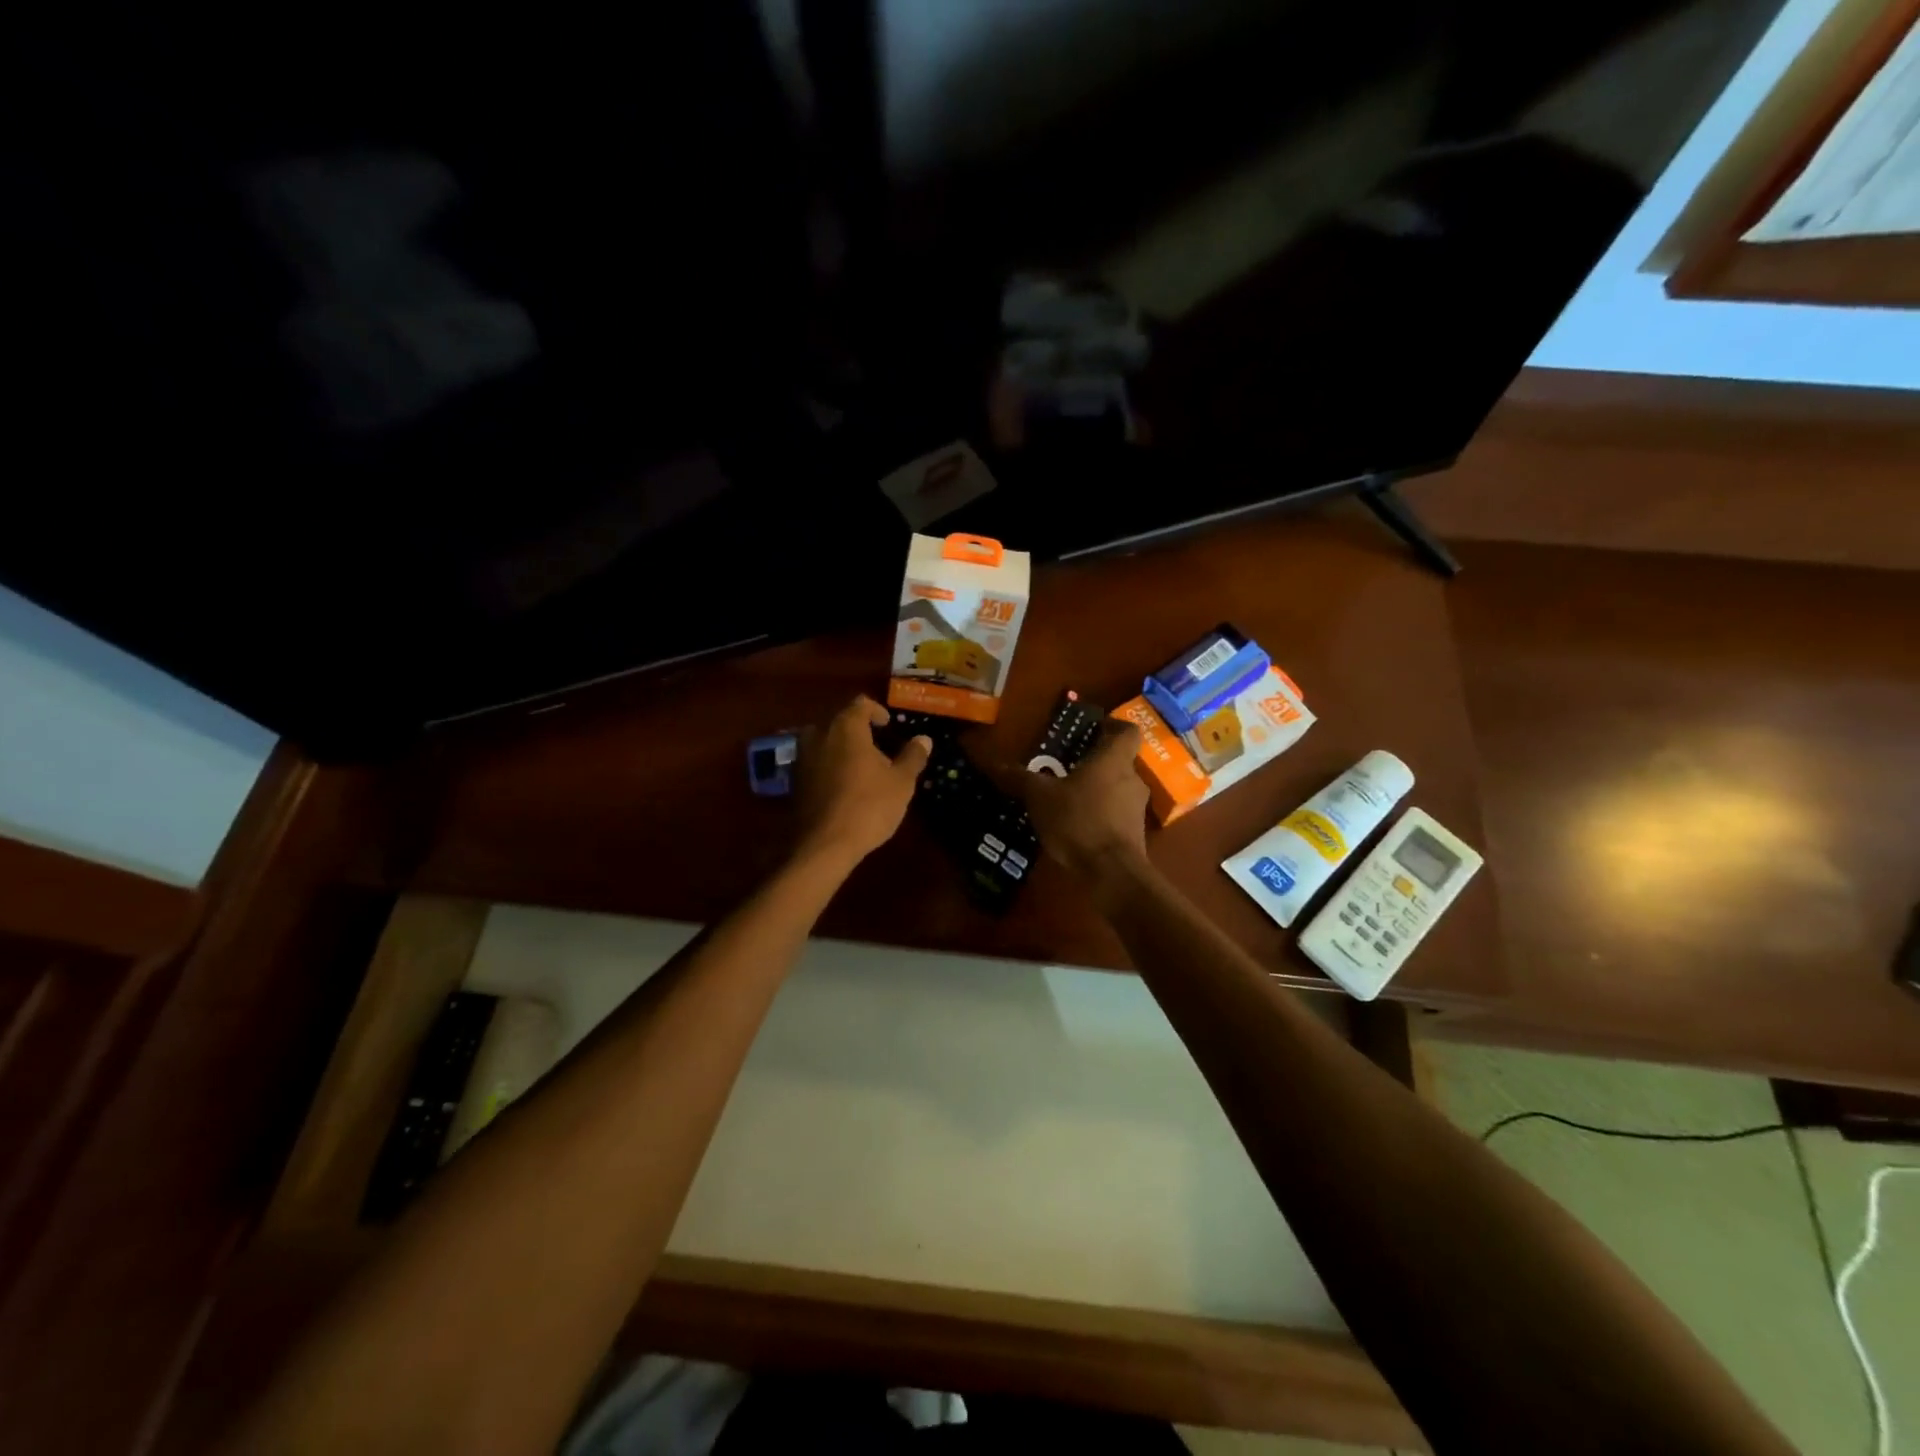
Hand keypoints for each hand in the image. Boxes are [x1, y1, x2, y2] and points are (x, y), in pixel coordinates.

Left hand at [794, 696, 931, 867]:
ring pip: (825, 742)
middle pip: (840, 721)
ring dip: (842, 748)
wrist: (824, 845)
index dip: (876, 711)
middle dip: (859, 730)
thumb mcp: (901, 782)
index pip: (860, 704)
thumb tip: (924, 738)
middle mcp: (820, 735)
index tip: (888, 725)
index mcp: (846, 728)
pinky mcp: (795, 781)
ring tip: (861, 767)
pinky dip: (829, 766)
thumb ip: (912, 756)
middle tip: (879, 748)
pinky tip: (844, 786)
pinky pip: (815, 763)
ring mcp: (803, 758)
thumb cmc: (869, 806)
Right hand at [991, 718, 1149, 887]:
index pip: (1127, 731)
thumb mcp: (1040, 797)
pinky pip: (1116, 815)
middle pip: (1118, 761)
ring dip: (1096, 791)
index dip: (1112, 726)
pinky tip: (1075, 826)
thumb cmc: (1079, 821)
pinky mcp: (1134, 835)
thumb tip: (994, 763)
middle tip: (1066, 766)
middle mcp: (1132, 779)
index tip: (1092, 730)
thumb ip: (1020, 778)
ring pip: (1117, 789)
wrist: (1112, 872)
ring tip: (1066, 798)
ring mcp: (1137, 809)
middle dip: (1094, 763)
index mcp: (1114, 760)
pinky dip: (1100, 815)